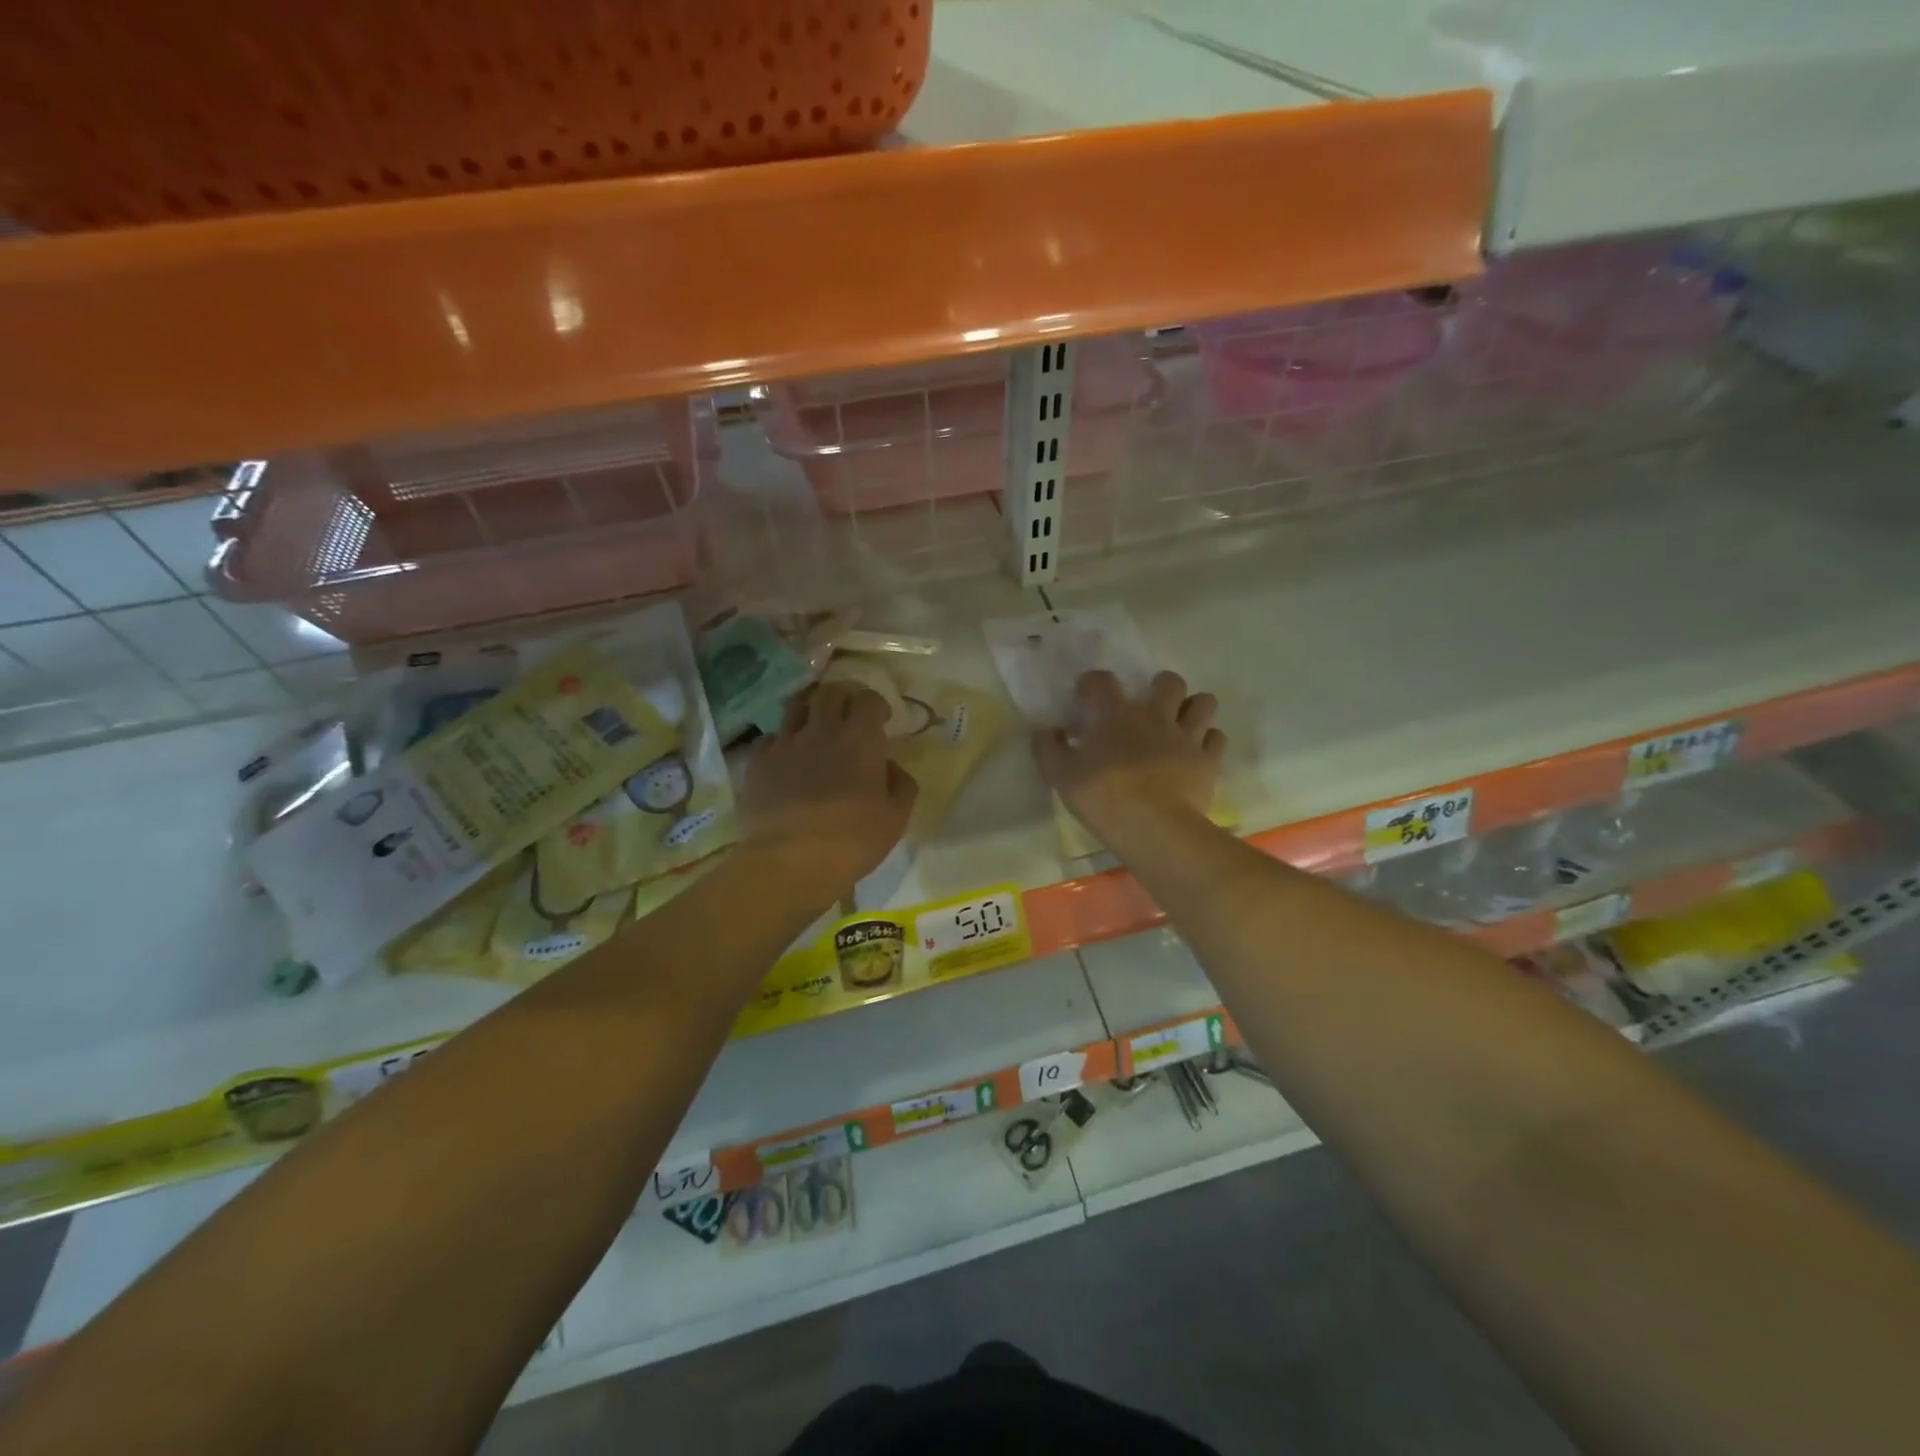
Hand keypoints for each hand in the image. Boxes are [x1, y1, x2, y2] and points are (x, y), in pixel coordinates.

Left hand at [742, 682, 917, 899]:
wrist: (788, 862)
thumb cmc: (851, 841)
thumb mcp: (895, 819)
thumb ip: (901, 785)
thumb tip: (890, 767)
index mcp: (860, 740)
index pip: (868, 699)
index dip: (876, 704)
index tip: (881, 720)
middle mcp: (821, 731)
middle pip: (830, 692)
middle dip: (843, 697)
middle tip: (849, 715)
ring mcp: (785, 744)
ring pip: (797, 707)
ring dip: (811, 712)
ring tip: (816, 730)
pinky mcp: (758, 762)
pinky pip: (772, 738)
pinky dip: (784, 741)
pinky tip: (788, 759)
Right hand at [1033, 670, 1224, 847]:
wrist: (1155, 828)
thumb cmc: (1104, 798)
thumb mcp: (1061, 776)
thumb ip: (1049, 749)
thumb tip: (1045, 731)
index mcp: (1117, 715)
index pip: (1104, 681)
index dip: (1093, 682)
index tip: (1086, 696)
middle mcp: (1156, 716)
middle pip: (1168, 681)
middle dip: (1160, 686)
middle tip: (1149, 705)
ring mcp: (1187, 736)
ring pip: (1203, 703)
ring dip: (1192, 707)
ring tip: (1181, 722)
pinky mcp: (1209, 760)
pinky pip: (1217, 738)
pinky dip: (1208, 740)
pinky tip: (1197, 752)